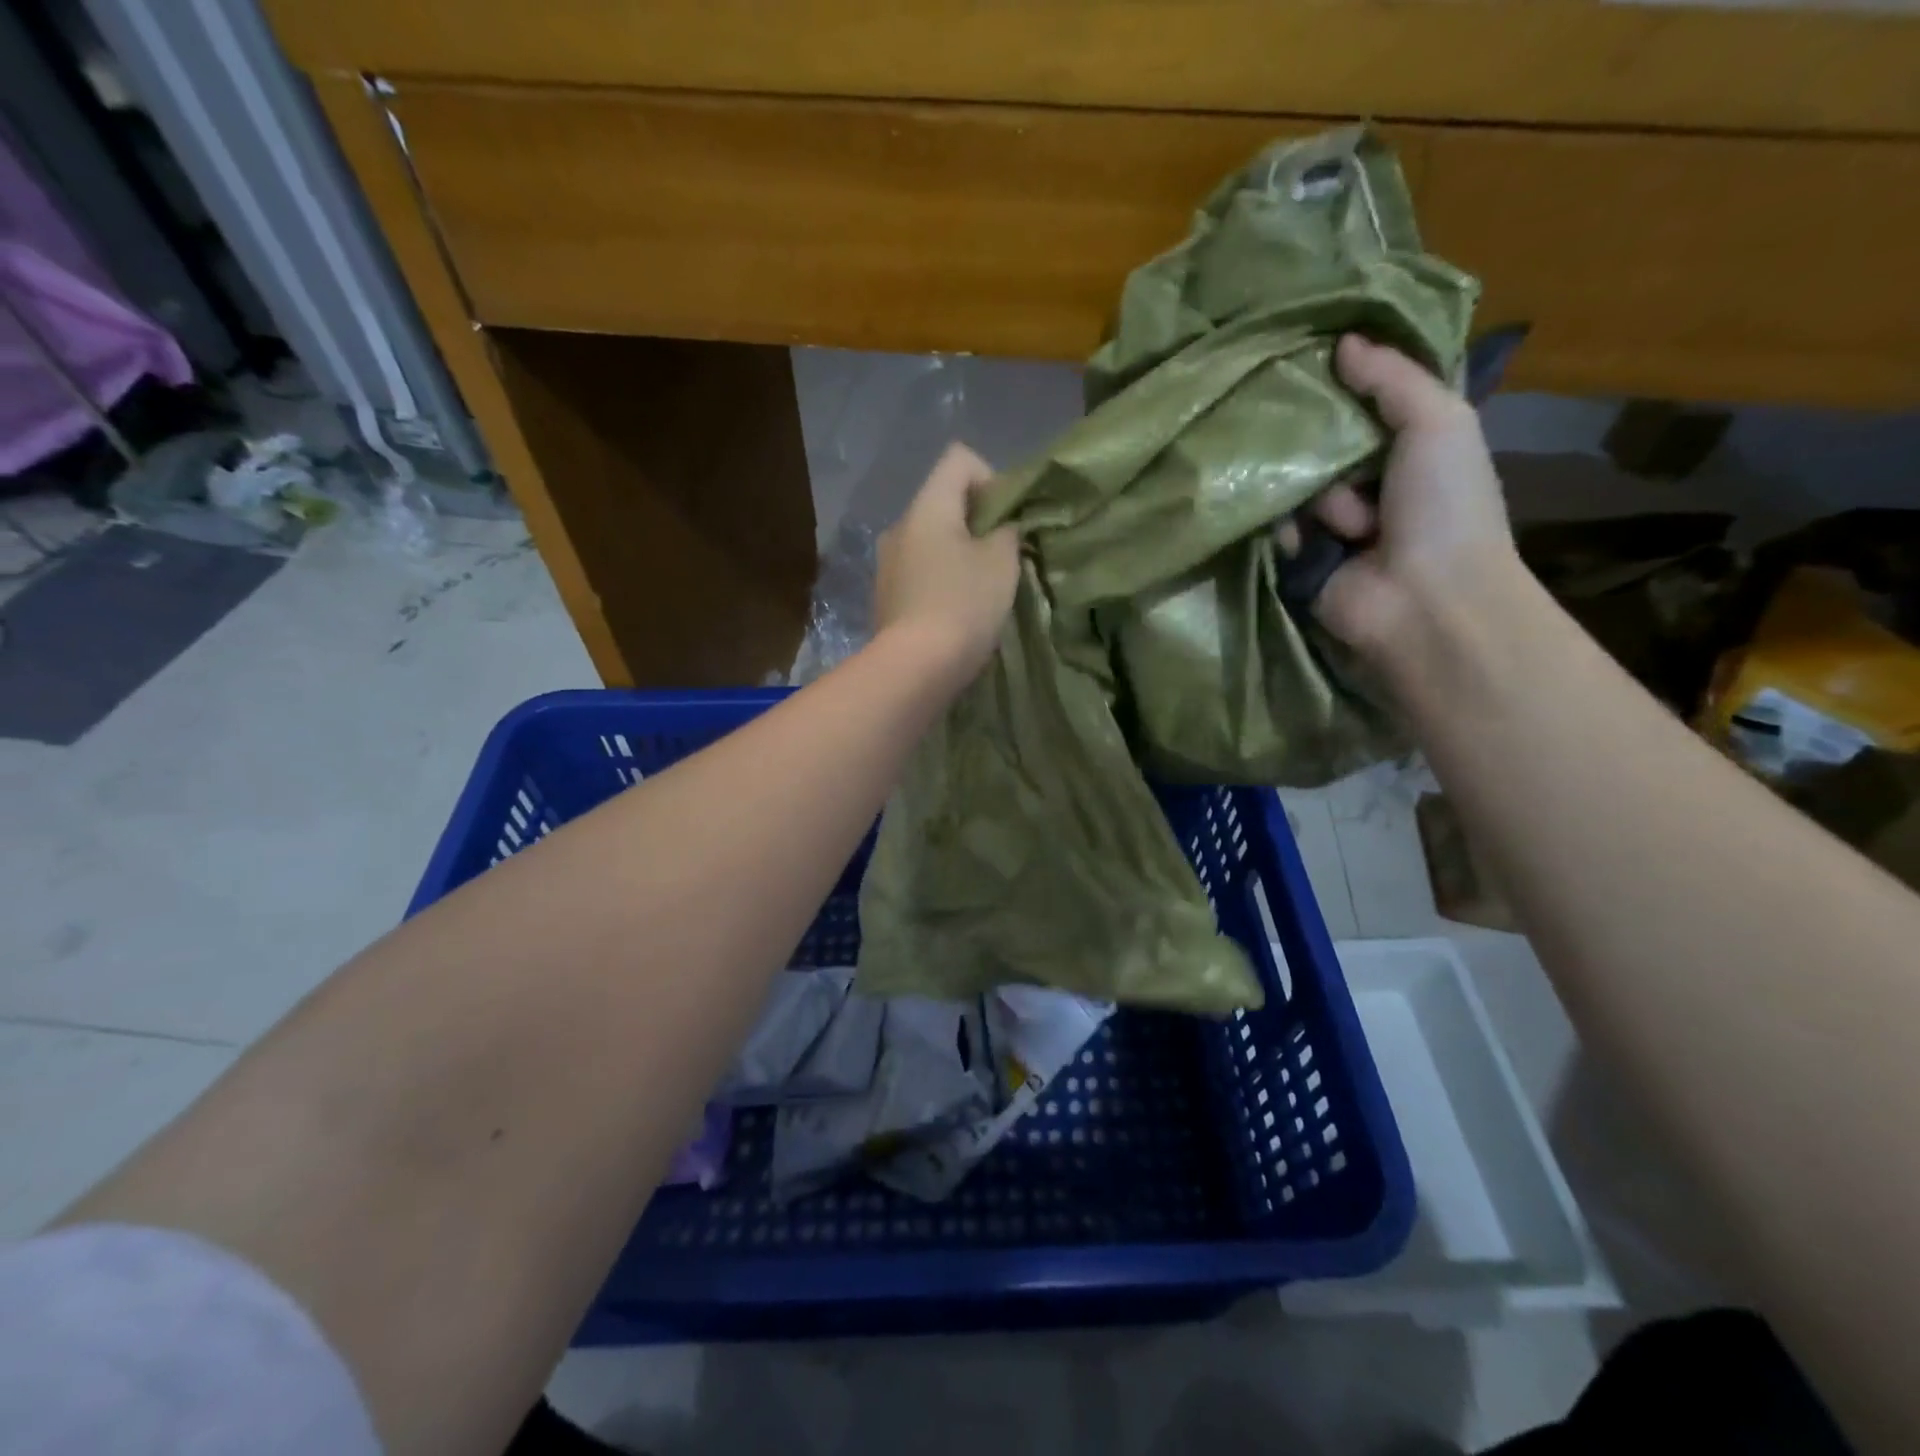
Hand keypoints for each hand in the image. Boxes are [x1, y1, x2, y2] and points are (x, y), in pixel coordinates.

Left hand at [874, 444, 1020, 683]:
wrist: (915, 667)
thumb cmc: (963, 604)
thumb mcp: (1002, 562)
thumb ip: (1008, 532)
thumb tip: (1001, 529)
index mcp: (926, 506)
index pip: (959, 459)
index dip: (991, 478)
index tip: (1007, 519)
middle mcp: (899, 526)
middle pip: (944, 501)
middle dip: (978, 522)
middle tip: (1002, 557)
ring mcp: (887, 563)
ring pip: (931, 540)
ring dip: (959, 554)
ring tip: (981, 589)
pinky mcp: (885, 596)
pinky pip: (920, 571)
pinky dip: (941, 579)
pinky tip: (957, 611)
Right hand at [1301, 335, 1519, 657]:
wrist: (1424, 600)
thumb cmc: (1444, 506)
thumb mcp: (1438, 422)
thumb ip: (1392, 378)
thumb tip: (1342, 341)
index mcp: (1410, 446)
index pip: (1364, 402)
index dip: (1341, 381)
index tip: (1305, 354)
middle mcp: (1368, 480)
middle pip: (1322, 440)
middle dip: (1317, 437)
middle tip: (1311, 435)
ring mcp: (1332, 522)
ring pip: (1296, 482)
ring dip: (1313, 491)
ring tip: (1344, 516)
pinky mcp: (1300, 556)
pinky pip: (1277, 525)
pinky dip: (1286, 526)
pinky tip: (1305, 535)